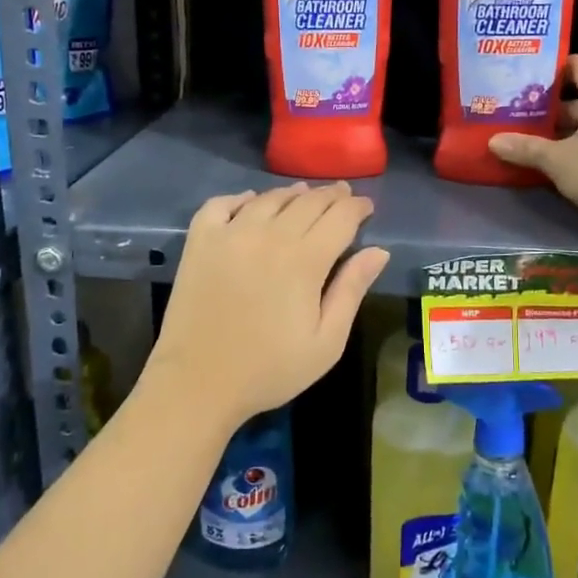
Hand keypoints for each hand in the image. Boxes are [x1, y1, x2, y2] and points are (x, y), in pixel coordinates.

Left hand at [145, 183, 390, 430]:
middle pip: (308, 202)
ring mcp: (230, 234)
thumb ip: (351, 290)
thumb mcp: (326, 342)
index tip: (366, 206)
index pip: (340, 217)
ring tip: (304, 195)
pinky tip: (250, 201)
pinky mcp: (200, 241)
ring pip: (269, 199)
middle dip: (331, 196)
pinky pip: (221, 203)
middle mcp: (269, 235)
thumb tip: (379, 251)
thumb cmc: (269, 370)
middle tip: (342, 194)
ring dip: (292, 194)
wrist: (198, 383)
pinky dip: (240, 197)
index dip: (357, 207)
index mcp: (305, 260)